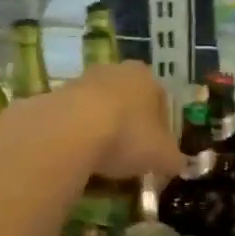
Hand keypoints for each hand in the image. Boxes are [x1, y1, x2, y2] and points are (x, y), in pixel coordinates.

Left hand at [56, 61, 183, 183]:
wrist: (71, 130)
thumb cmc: (128, 135)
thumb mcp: (162, 156)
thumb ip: (174, 159)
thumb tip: (178, 164)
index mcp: (147, 77)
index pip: (161, 100)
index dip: (161, 127)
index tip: (156, 150)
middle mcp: (116, 70)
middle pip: (129, 100)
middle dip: (131, 124)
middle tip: (130, 153)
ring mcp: (83, 79)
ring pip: (101, 107)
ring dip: (104, 128)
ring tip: (103, 158)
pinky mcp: (56, 95)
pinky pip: (75, 117)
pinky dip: (80, 133)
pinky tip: (80, 154)